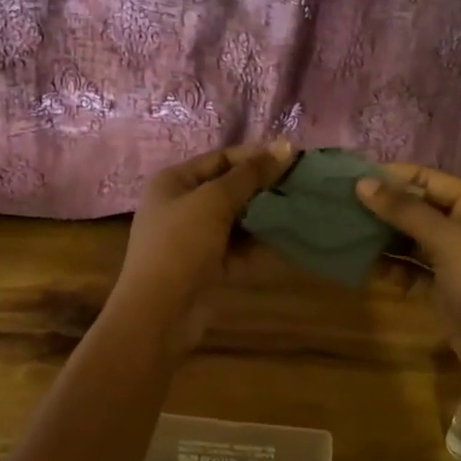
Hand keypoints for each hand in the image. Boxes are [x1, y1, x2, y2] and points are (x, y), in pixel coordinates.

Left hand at [112, 141, 294, 353]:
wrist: (158, 312)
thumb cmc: (180, 245)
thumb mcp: (213, 201)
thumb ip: (249, 175)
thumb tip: (285, 147)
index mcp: (173, 182)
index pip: (219, 159)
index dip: (255, 156)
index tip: (294, 158)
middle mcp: (181, 206)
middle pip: (229, 189)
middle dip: (263, 188)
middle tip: (302, 185)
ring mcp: (193, 239)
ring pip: (236, 222)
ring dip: (265, 218)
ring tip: (302, 210)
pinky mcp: (206, 268)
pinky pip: (238, 251)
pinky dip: (260, 248)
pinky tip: (290, 243)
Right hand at [356, 164, 460, 399]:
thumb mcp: (450, 241)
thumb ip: (405, 211)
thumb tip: (362, 183)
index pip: (430, 180)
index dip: (393, 176)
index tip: (351, 177)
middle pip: (420, 209)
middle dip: (383, 207)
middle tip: (338, 204)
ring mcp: (458, 263)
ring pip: (413, 241)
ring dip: (382, 237)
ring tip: (343, 231)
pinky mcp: (445, 292)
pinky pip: (412, 271)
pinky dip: (391, 267)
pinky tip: (362, 264)